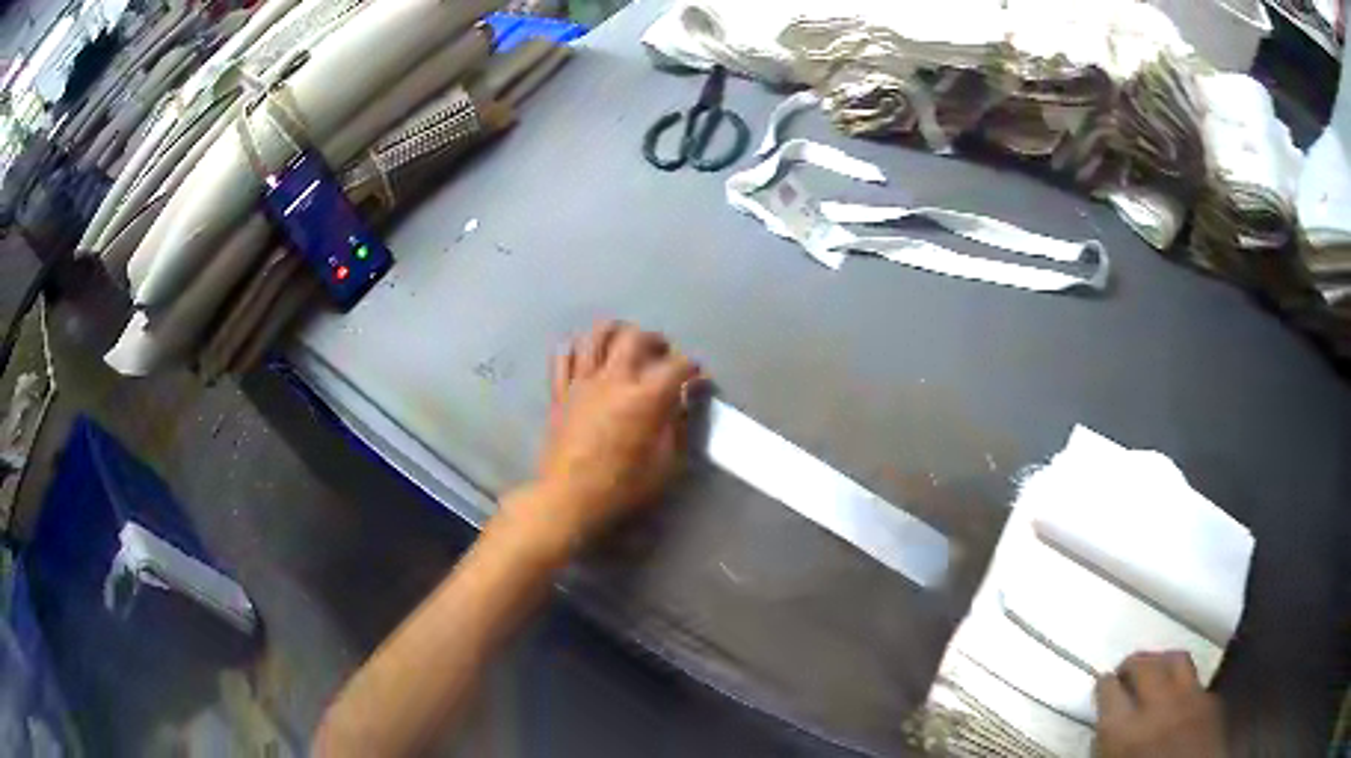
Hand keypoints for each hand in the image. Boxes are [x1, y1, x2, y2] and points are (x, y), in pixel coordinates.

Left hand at [529, 321, 700, 544]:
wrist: (569, 497)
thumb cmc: (622, 486)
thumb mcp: (666, 463)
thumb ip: (679, 425)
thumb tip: (685, 400)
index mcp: (645, 398)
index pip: (678, 366)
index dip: (694, 369)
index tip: (699, 378)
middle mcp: (614, 379)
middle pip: (636, 338)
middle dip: (656, 341)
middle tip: (663, 354)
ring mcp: (582, 382)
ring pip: (596, 336)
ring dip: (616, 332)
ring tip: (625, 343)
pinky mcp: (560, 391)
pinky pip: (563, 355)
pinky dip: (577, 348)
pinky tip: (587, 355)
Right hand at [1095, 651, 1225, 757]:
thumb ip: (1108, 746)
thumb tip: (1106, 730)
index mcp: (1125, 730)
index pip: (1109, 690)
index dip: (1104, 686)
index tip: (1103, 684)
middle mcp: (1159, 706)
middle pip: (1146, 665)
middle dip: (1134, 664)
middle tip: (1127, 671)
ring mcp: (1192, 699)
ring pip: (1177, 661)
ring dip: (1163, 663)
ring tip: (1156, 671)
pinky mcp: (1213, 702)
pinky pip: (1197, 682)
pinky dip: (1186, 684)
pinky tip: (1181, 698)